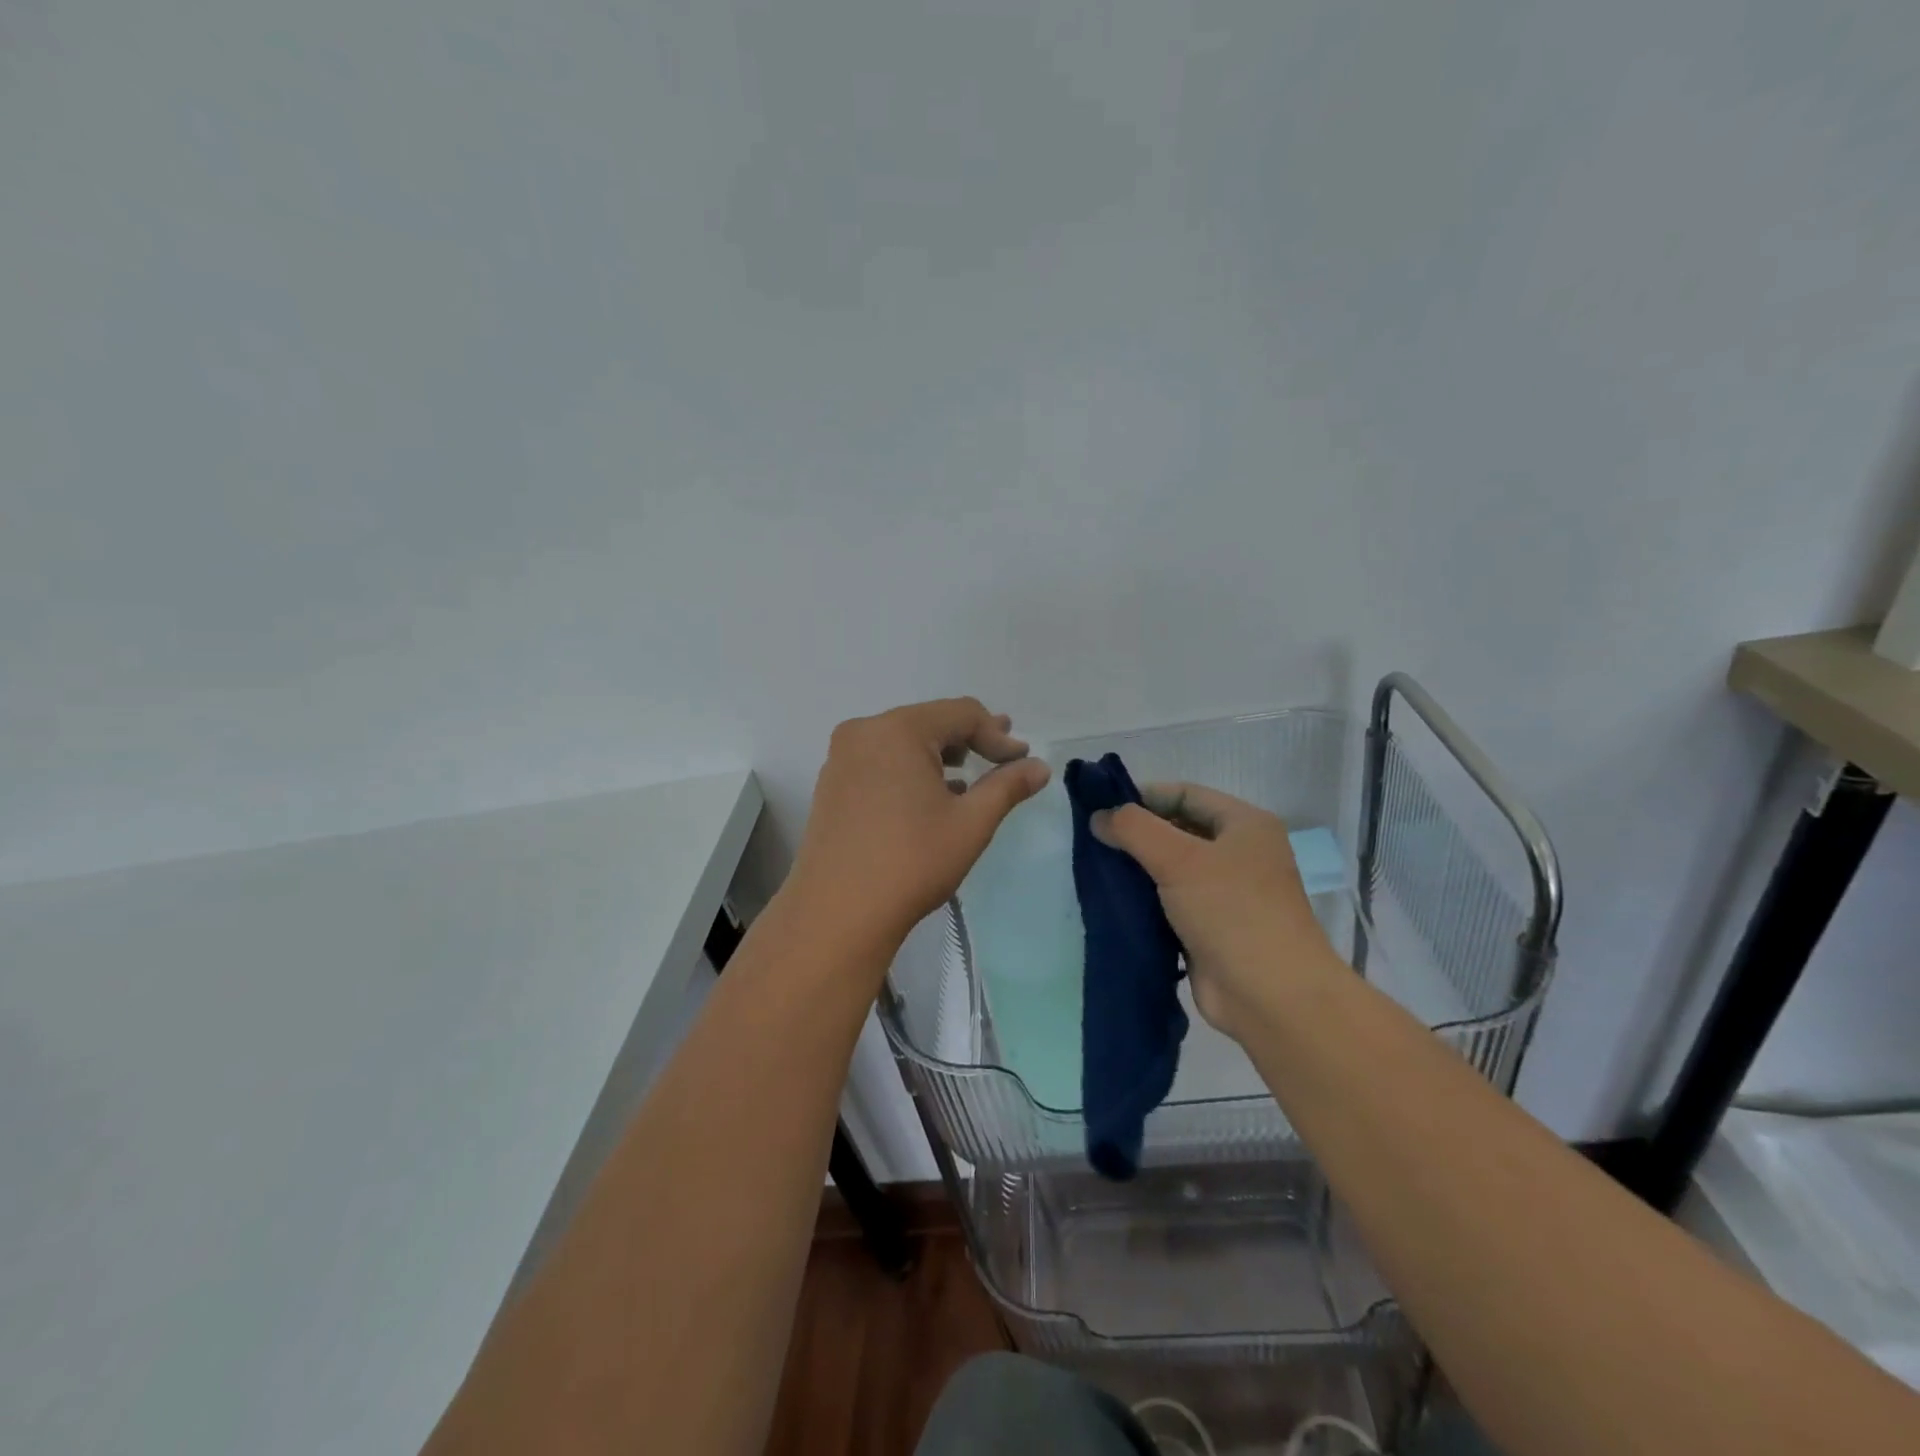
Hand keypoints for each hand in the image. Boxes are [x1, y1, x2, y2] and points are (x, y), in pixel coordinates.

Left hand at [788, 698, 1050, 956]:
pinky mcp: (832, 785)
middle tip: (1003, 753)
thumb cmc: (911, 861)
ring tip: (970, 773)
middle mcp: (864, 732)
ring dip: (940, 755)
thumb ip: (1007, 786)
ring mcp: (842, 758)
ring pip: (903, 742)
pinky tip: (932, 794)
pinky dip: (911, 770)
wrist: (837, 913)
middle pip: (929, 722)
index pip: (961, 714)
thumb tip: (1040, 767)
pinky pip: (881, 762)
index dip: (997, 735)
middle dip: (969, 738)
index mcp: (897, 729)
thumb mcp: (971, 823)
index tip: (1023, 761)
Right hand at [1093, 783, 1337, 1041]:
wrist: (1271, 997)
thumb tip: (1099, 817)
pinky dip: (1145, 900)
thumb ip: (1134, 829)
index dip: (1144, 796)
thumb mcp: (1179, 859)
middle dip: (1137, 834)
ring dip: (1138, 869)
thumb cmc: (1232, 912)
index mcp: (1245, 825)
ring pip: (1172, 868)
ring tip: (1096, 868)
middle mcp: (1240, 854)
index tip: (1101, 808)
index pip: (1186, 794)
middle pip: (1179, 830)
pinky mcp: (1211, 928)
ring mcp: (1227, 894)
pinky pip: (1170, 902)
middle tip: (1093, 839)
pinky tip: (1113, 901)